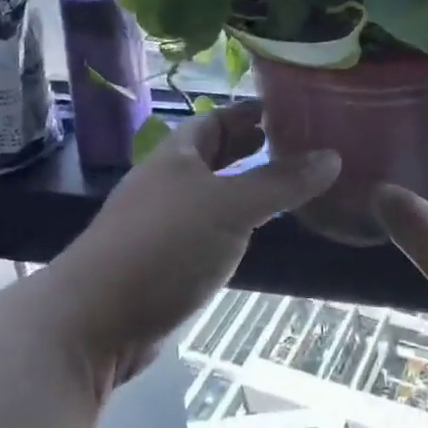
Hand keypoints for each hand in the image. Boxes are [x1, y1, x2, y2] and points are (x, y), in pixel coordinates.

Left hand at [56, 101, 338, 389]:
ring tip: (288, 184)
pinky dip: (234, 223)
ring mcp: (162, 222)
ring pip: (212, 193)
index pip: (217, 119)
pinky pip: (208, 228)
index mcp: (177, 155)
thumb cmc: (163, 246)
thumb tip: (333, 155)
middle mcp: (168, 182)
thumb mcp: (230, 207)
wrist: (94, 320)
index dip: (250, 111)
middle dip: (251, 146)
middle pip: (214, 154)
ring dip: (245, 185)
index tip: (290, 107)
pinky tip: (256, 232)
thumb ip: (280, 182)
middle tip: (299, 143)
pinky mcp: (164, 260)